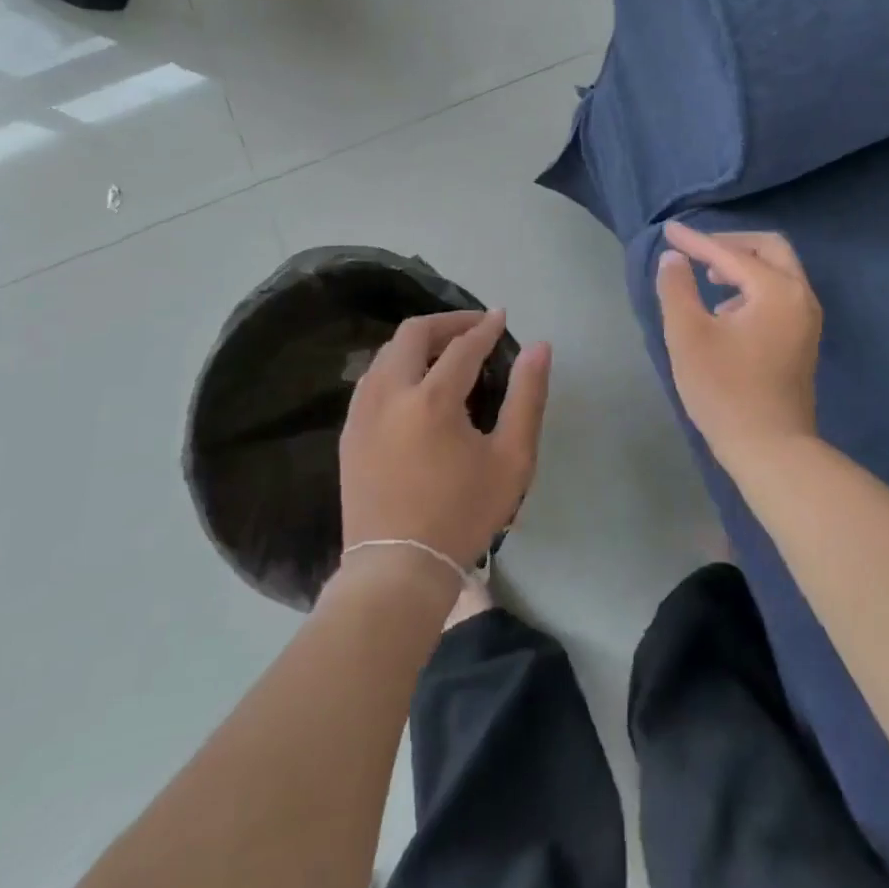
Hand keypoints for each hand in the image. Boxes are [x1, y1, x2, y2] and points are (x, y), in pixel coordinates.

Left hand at [340, 310, 551, 572]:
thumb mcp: (512, 459)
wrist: (397, 569)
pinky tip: (414, 383)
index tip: (501, 317)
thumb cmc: (463, 514)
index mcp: (432, 398)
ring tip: (445, 352)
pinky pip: (371, 379)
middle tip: (473, 328)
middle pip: (413, 333)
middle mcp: (390, 393)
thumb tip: (539, 347)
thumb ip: (527, 396)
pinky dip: (396, 366)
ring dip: (418, 342)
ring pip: (386, 353)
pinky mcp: (349, 431)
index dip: (485, 328)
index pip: (463, 346)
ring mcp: (362, 411)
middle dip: (447, 322)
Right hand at [655, 223, 822, 468]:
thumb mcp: (688, 335)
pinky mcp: (802, 338)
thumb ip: (677, 288)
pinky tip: (725, 307)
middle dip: (729, 244)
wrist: (770, 449)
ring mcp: (806, 319)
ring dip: (742, 264)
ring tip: (707, 275)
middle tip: (696, 250)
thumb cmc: (725, 390)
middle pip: (768, 248)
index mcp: (776, 290)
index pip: (730, 253)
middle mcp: (800, 296)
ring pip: (777, 271)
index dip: (695, 241)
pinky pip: (779, 293)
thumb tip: (674, 258)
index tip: (667, 231)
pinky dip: (752, 286)